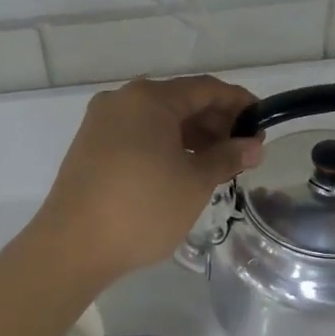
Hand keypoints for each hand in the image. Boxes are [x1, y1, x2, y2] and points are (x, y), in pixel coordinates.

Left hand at [35, 75, 263, 280]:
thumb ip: (227, 157)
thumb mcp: (195, 182)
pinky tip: (182, 170)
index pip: (206, 89)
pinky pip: (138, 135)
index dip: (239, 103)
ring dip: (192, 137)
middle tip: (242, 151)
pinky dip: (166, 146)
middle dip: (215, 122)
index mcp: (150, 99)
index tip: (262, 123)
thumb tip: (253, 145)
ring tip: (217, 165)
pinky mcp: (91, 147)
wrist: (73, 246)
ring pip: (158, 120)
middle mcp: (123, 100)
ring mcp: (102, 123)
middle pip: (180, 101)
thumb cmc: (143, 208)